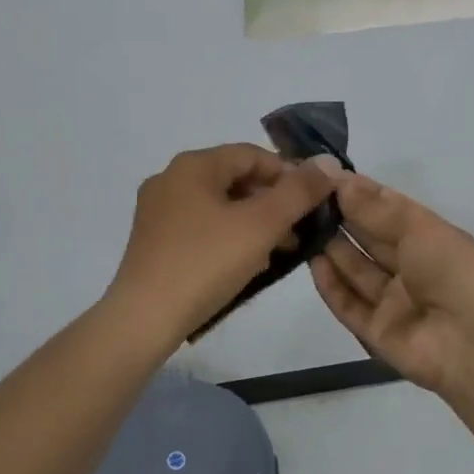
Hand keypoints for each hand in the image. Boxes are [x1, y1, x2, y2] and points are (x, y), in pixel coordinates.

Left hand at [106, 143, 336, 348]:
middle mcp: (170, 179)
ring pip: (219, 205)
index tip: (314, 201)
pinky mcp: (153, 241)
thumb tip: (328, 162)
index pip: (252, 155)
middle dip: (273, 202)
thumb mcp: (261, 225)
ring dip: (253, 222)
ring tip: (281, 250)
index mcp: (193, 165)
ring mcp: (157, 211)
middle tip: (301, 229)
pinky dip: (228, 237)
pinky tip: (246, 264)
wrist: (144, 319)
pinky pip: (201, 227)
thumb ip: (298, 192)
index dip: (289, 173)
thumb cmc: (205, 263)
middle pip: (235, 179)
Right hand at [309, 171, 473, 394]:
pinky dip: (331, 285)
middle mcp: (411, 268)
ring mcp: (394, 302)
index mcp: (429, 239)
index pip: (389, 210)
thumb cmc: (453, 272)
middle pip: (370, 239)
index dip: (359, 193)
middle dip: (341, 217)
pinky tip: (312, 262)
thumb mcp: (418, 228)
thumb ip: (375, 207)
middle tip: (303, 197)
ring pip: (356, 271)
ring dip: (332, 248)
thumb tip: (341, 181)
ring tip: (299, 224)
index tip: (324, 175)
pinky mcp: (376, 332)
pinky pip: (349, 305)